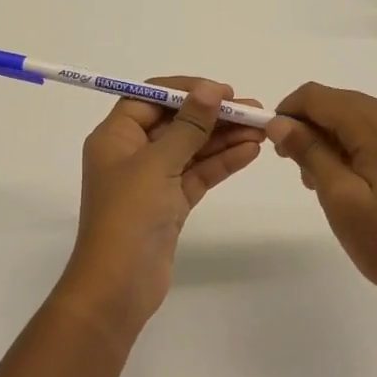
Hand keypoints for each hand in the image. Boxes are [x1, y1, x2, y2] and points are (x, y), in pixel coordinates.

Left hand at [53, 78, 265, 344]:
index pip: (149, 98)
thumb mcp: (157, 164)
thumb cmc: (128, 216)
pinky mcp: (169, 205)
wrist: (117, 287)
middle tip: (253, 111)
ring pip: (190, 149)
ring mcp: (152, 180)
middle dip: (212, 115)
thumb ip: (188, 126)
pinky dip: (221, 163)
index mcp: (115, 137)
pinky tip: (250, 152)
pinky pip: (197, 175)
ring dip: (223, 138)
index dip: (185, 91)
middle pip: (175, 123)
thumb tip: (211, 90)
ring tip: (261, 130)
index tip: (221, 91)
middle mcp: (131, 153)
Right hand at [267, 83, 376, 315]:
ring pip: (356, 118)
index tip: (272, 141)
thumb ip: (309, 152)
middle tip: (291, 164)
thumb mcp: (339, 198)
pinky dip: (350, 147)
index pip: (320, 96)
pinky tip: (342, 180)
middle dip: (308, 124)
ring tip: (313, 178)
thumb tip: (279, 121)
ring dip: (327, 137)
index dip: (288, 110)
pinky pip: (375, 136)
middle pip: (340, 102)